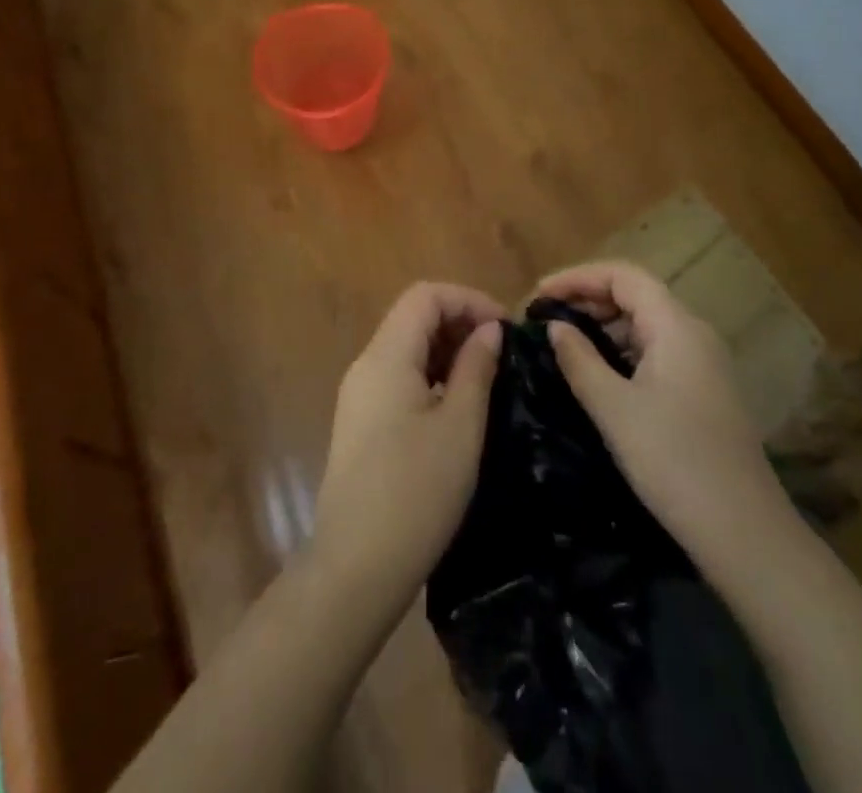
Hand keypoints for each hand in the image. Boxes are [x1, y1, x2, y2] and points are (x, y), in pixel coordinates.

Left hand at [309, 282, 505, 615]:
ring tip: (487, 376)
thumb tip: (490, 330)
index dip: (468, 300)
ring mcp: (359, 394)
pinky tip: (457, 404)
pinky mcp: (360, 421)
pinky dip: (431, 374)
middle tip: (502, 353)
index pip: (425, 296)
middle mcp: (366, 364)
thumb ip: (476, 368)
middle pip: (413, 316)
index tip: (506, 328)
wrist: (356, 566)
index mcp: (386, 356)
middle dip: (459, 322)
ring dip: (447, 349)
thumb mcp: (460, 427)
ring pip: (406, 347)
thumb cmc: (416, 492)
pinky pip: (398, 376)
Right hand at [540, 260, 794, 560]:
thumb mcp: (614, 409)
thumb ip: (579, 359)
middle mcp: (694, 334)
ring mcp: (703, 363)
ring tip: (562, 342)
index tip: (538, 296)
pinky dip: (621, 349)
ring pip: (645, 323)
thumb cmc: (674, 462)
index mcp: (676, 326)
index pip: (622, 275)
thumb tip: (556, 327)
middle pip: (635, 294)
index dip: (577, 277)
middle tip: (544, 319)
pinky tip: (597, 372)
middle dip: (587, 298)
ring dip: (603, 325)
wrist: (745, 536)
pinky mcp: (703, 391)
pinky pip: (655, 350)